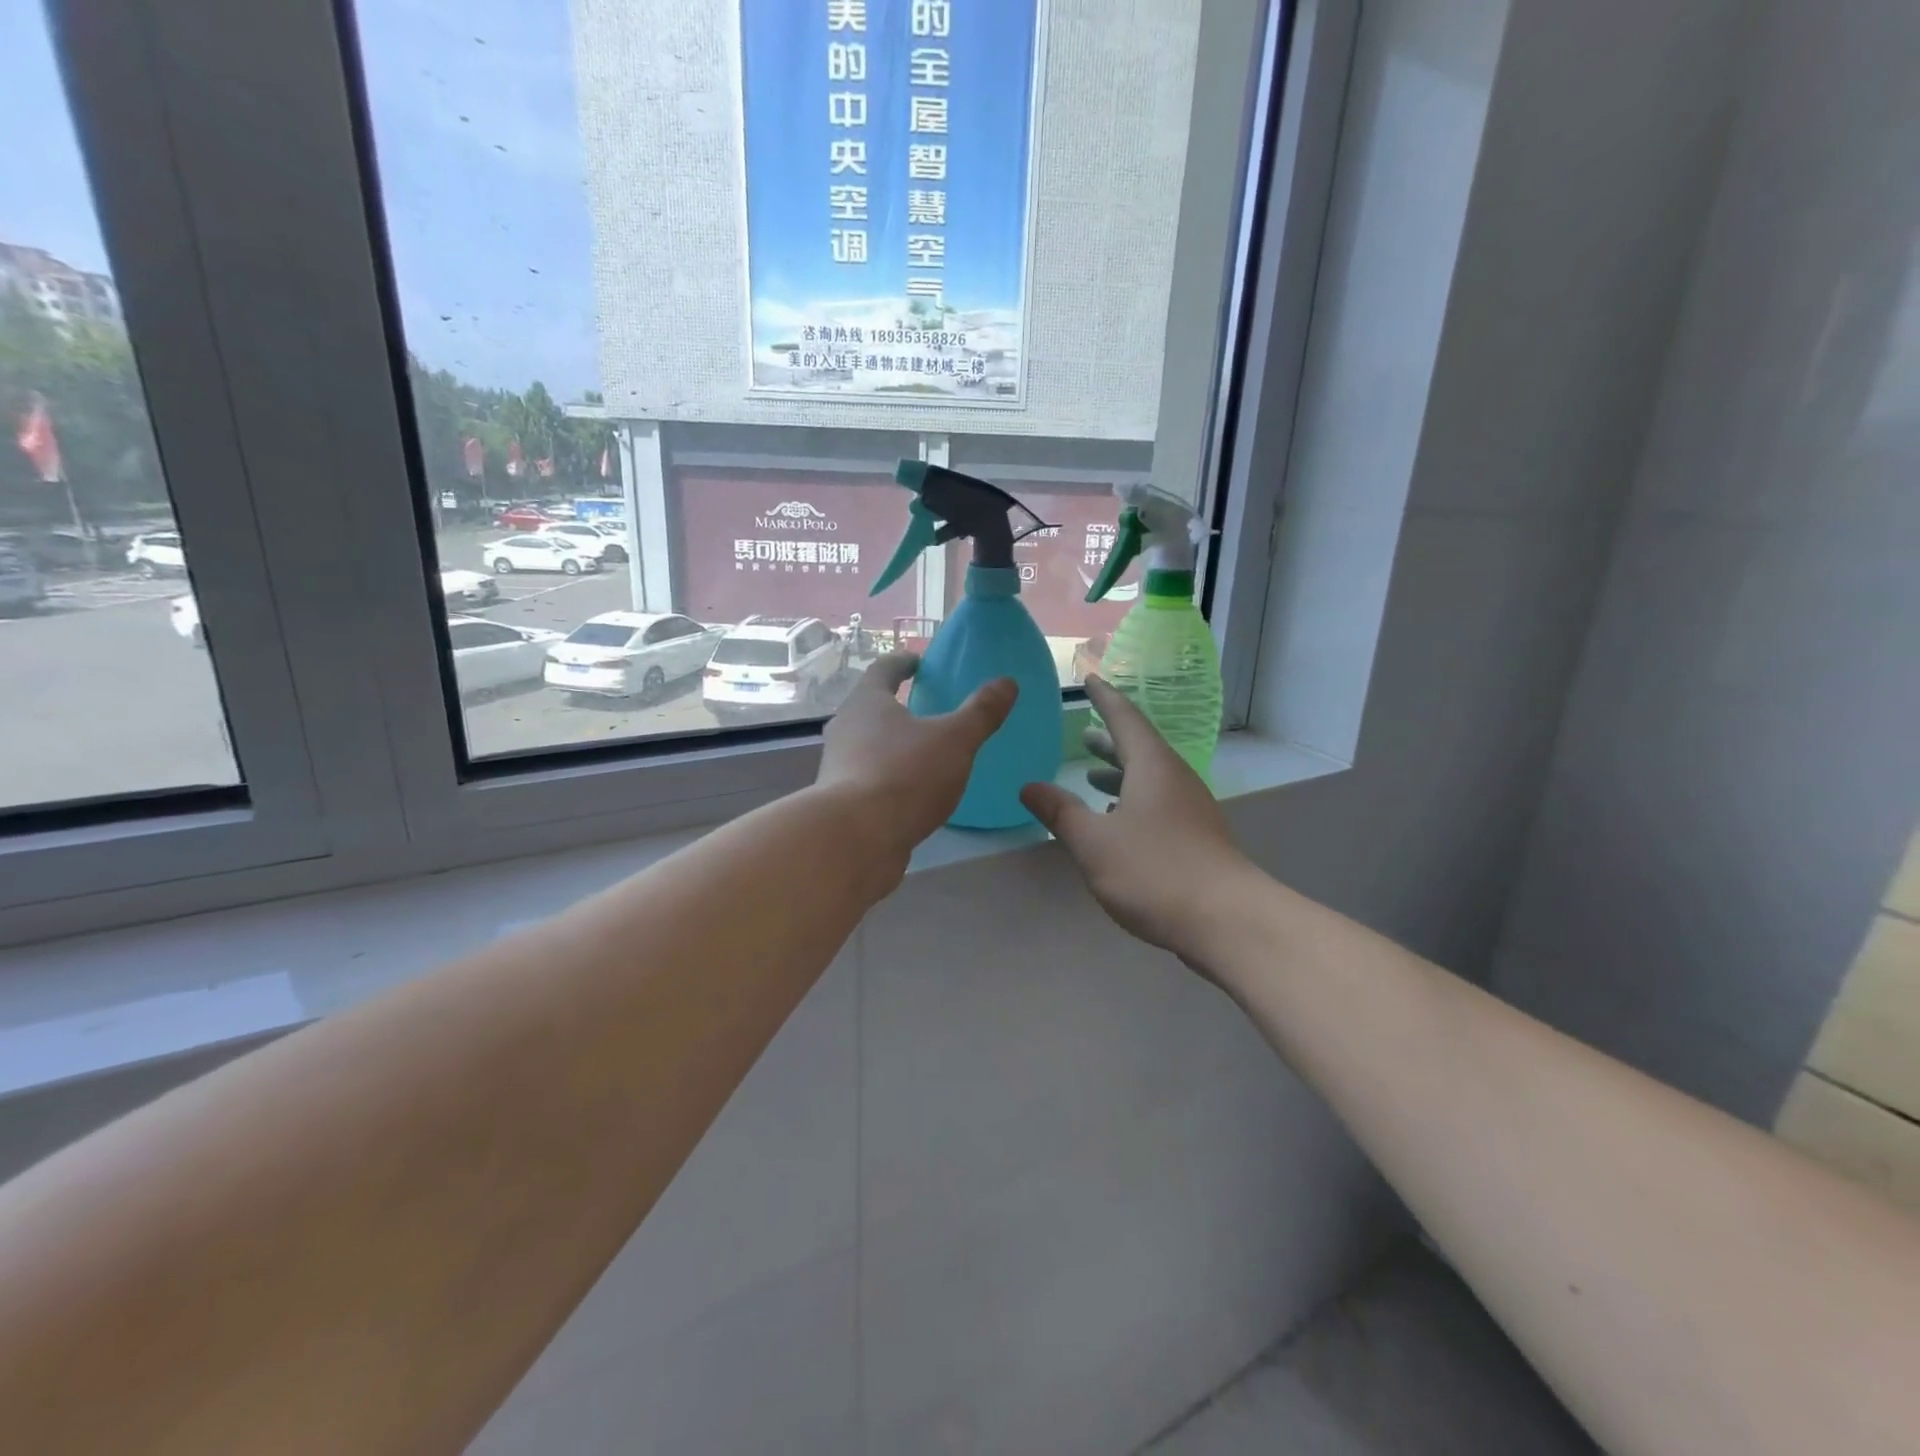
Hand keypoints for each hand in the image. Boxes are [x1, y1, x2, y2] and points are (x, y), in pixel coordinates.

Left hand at [816, 653, 1015, 873]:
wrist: (855, 840)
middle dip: (896, 705)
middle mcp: (845, 727)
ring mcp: (838, 766)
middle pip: (870, 707)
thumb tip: (1007, 682)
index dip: (904, 663)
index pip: (884, 669)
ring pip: (867, 744)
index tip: (919, 662)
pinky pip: (869, 778)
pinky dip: (889, 777)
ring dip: (891, 743)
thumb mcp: (954, 740)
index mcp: (867, 702)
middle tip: (926, 709)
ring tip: (922, 753)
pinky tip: (911, 793)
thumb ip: (981, 712)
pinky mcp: (841, 801)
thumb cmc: (905, 775)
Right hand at [1021, 677, 1256, 967]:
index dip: (1104, 698)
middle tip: (1082, 734)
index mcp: (1152, 766)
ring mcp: (1191, 808)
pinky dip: (1133, 800)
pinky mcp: (1197, 836)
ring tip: (1091, 776)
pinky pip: (1160, 802)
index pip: (1125, 718)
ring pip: (1150, 778)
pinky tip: (1118, 821)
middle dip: (1109, 740)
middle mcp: (1175, 778)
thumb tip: (1028, 786)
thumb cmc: (1154, 870)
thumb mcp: (1094, 842)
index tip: (1090, 680)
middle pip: (1139, 747)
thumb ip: (1060, 811)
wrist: (1226, 920)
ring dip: (1120, 773)